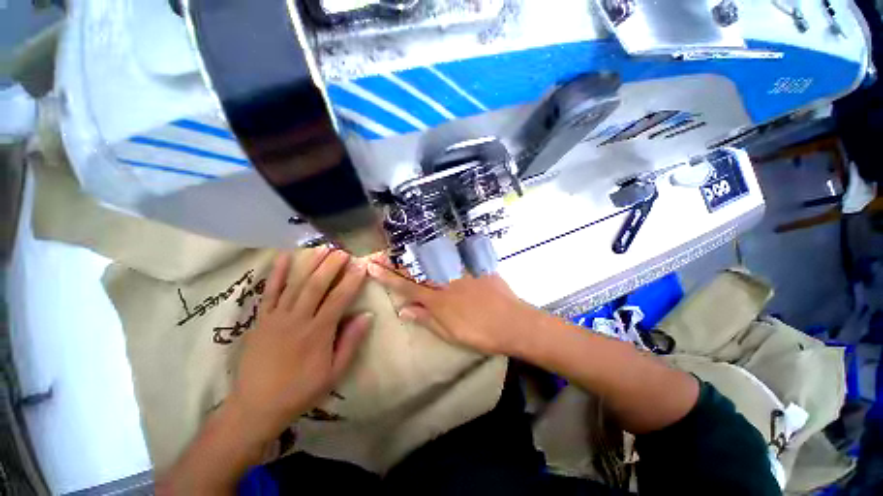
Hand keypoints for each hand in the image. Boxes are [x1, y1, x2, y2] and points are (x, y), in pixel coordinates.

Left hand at [230, 248, 371, 441]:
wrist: (256, 406)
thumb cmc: (301, 390)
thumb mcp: (334, 372)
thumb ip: (351, 342)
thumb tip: (367, 315)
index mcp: (318, 332)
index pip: (339, 298)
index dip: (352, 280)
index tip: (361, 265)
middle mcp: (298, 319)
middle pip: (317, 285)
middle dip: (331, 265)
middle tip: (343, 250)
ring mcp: (277, 317)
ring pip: (296, 284)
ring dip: (310, 263)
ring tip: (322, 247)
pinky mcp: (261, 319)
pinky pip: (269, 292)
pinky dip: (276, 273)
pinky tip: (283, 256)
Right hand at [366, 258, 538, 356]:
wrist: (513, 322)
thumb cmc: (480, 334)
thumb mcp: (450, 333)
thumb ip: (426, 319)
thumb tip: (403, 310)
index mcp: (437, 301)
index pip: (405, 286)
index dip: (386, 277)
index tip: (371, 267)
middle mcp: (445, 282)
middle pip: (415, 269)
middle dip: (395, 261)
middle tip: (378, 253)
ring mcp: (460, 272)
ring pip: (432, 259)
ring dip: (412, 253)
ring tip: (397, 247)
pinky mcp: (474, 266)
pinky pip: (454, 255)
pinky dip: (439, 250)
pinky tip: (432, 245)